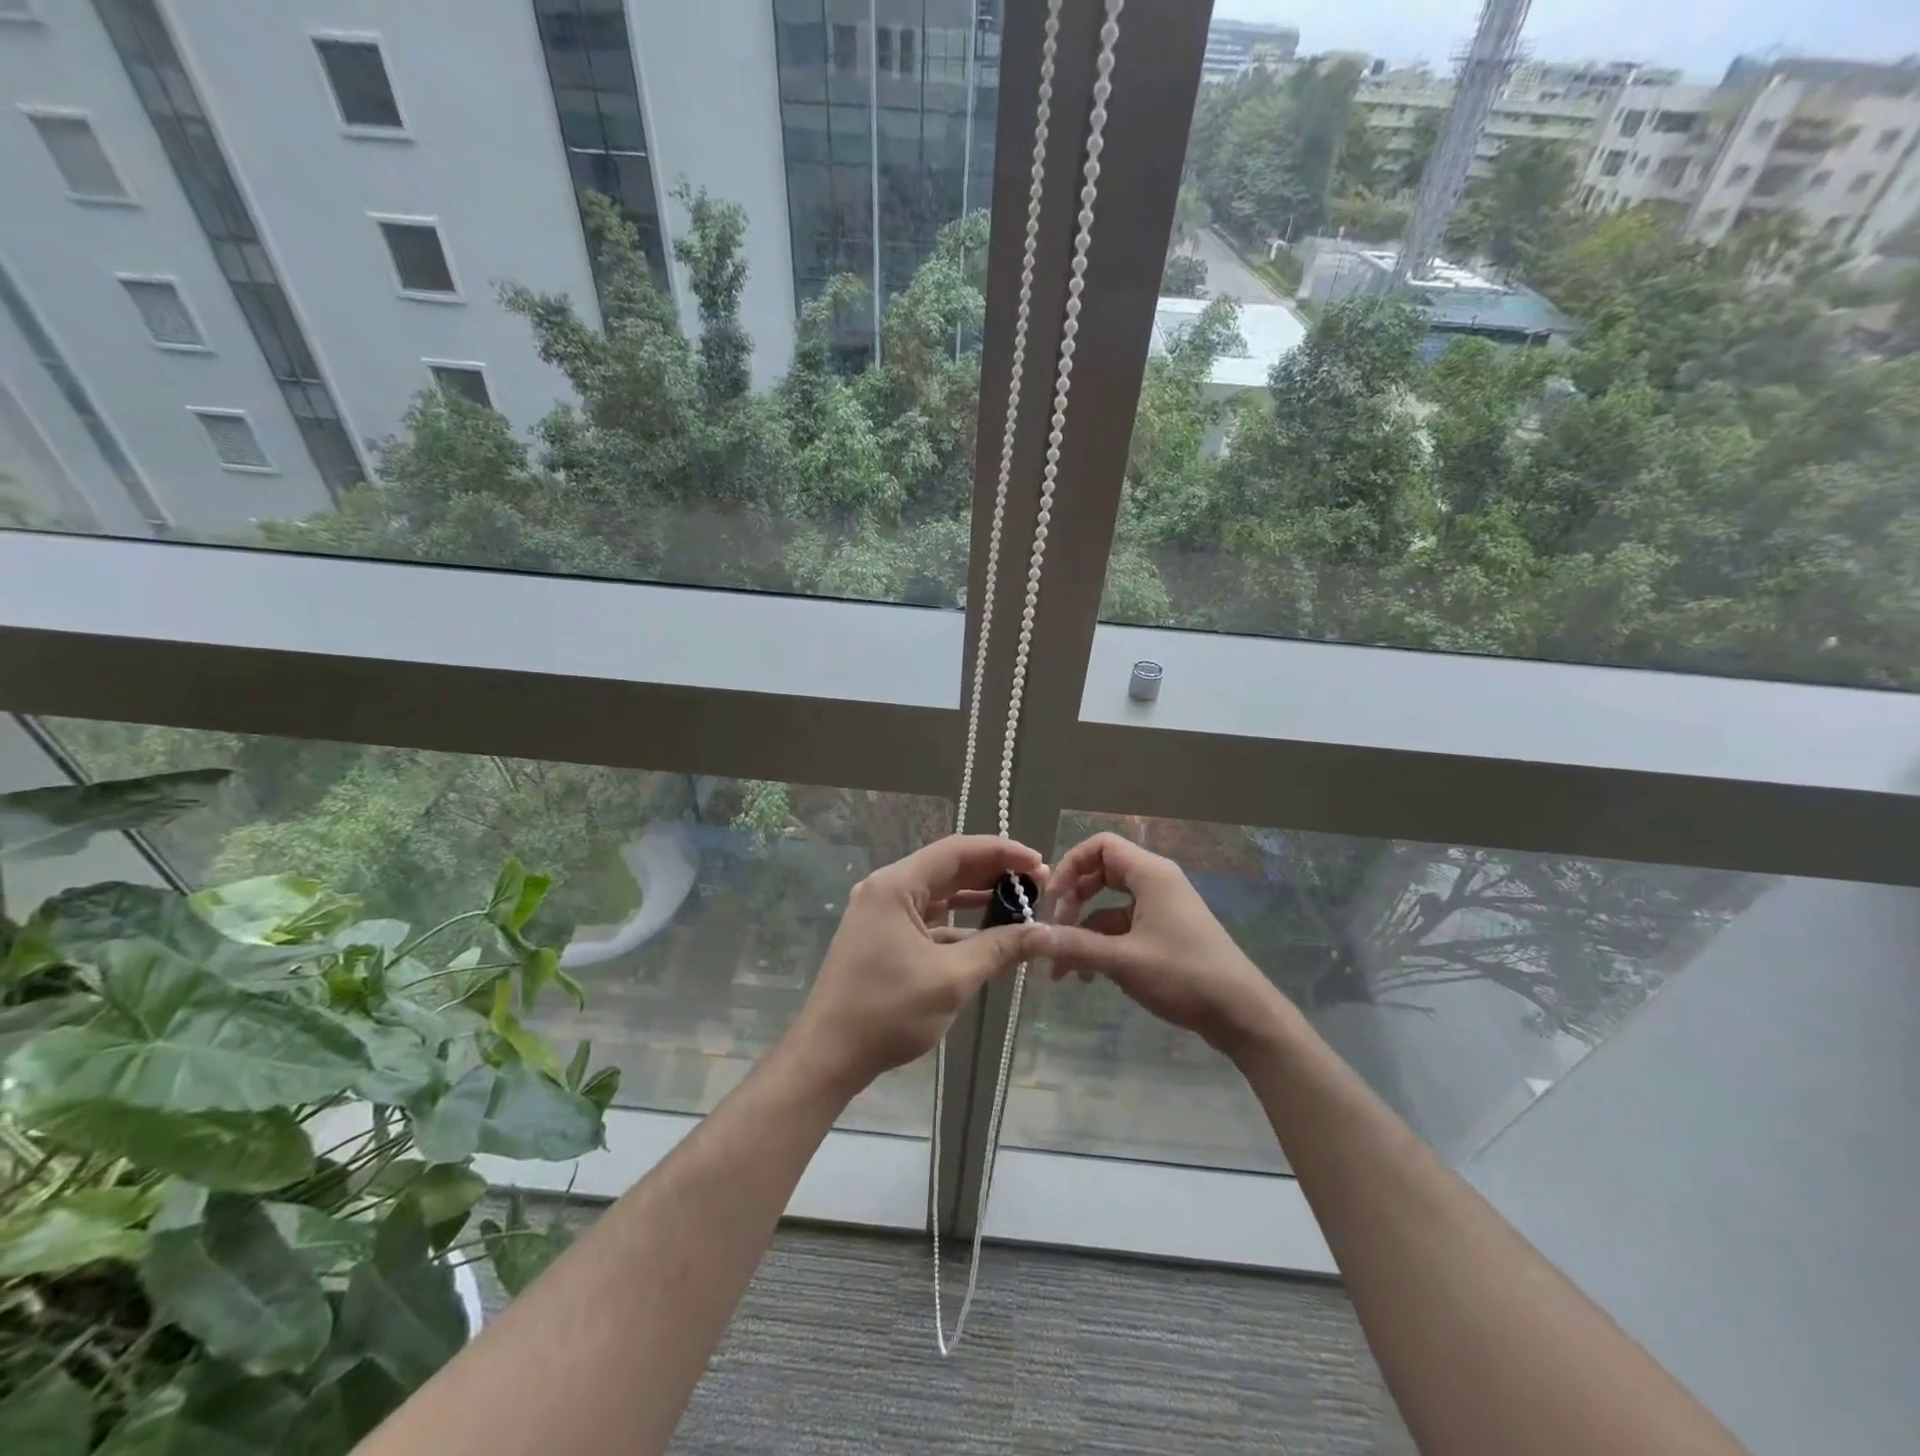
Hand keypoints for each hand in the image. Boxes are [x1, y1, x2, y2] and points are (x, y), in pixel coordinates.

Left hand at [791, 835, 1050, 1095]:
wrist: (828, 1056)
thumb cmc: (887, 1011)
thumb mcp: (952, 978)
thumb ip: (1000, 948)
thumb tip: (1046, 934)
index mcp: (896, 885)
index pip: (957, 850)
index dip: (1001, 852)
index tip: (1038, 863)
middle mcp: (886, 890)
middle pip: (948, 868)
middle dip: (993, 874)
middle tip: (1036, 884)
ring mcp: (881, 914)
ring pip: (939, 894)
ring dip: (977, 897)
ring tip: (1020, 904)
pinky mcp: (882, 938)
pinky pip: (928, 919)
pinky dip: (959, 924)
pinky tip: (989, 936)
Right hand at [1037, 832, 1284, 1058]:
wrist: (1242, 1014)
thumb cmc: (1184, 975)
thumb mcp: (1123, 960)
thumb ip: (1074, 945)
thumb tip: (1030, 937)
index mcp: (1150, 874)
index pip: (1100, 846)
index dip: (1070, 865)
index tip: (1052, 900)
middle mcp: (1155, 883)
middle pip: (1100, 873)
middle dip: (1073, 899)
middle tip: (1056, 928)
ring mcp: (1161, 909)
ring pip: (1108, 906)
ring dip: (1083, 931)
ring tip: (1063, 969)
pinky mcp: (1164, 933)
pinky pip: (1122, 928)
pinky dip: (1102, 946)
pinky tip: (1088, 977)